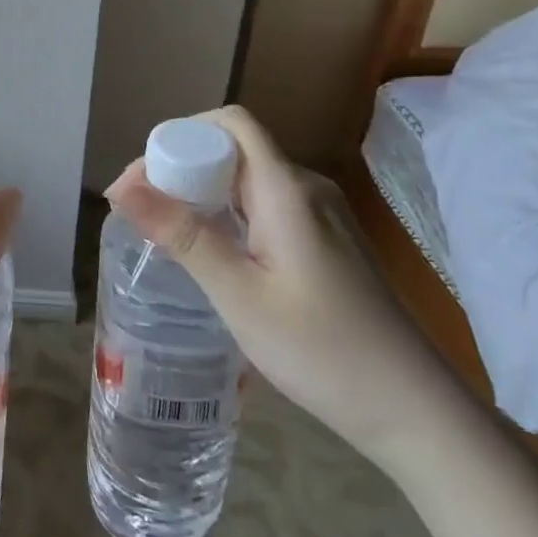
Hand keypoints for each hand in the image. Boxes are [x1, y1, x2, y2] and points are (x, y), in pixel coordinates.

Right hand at [106, 106, 463, 464]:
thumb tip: (120, 188)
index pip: (230, 124)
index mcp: (287, 191)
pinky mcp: (326, 243)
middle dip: (181, 167)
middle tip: (140, 210)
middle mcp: (306, 190)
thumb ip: (182, 235)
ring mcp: (321, 217)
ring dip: (202, 192)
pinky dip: (227, 214)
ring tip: (165, 230)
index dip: (179, 136)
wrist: (417, 412)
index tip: (141, 180)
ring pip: (248, 179)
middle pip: (235, 149)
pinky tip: (211, 251)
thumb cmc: (323, 351)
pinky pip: (265, 206)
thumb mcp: (239, 295)